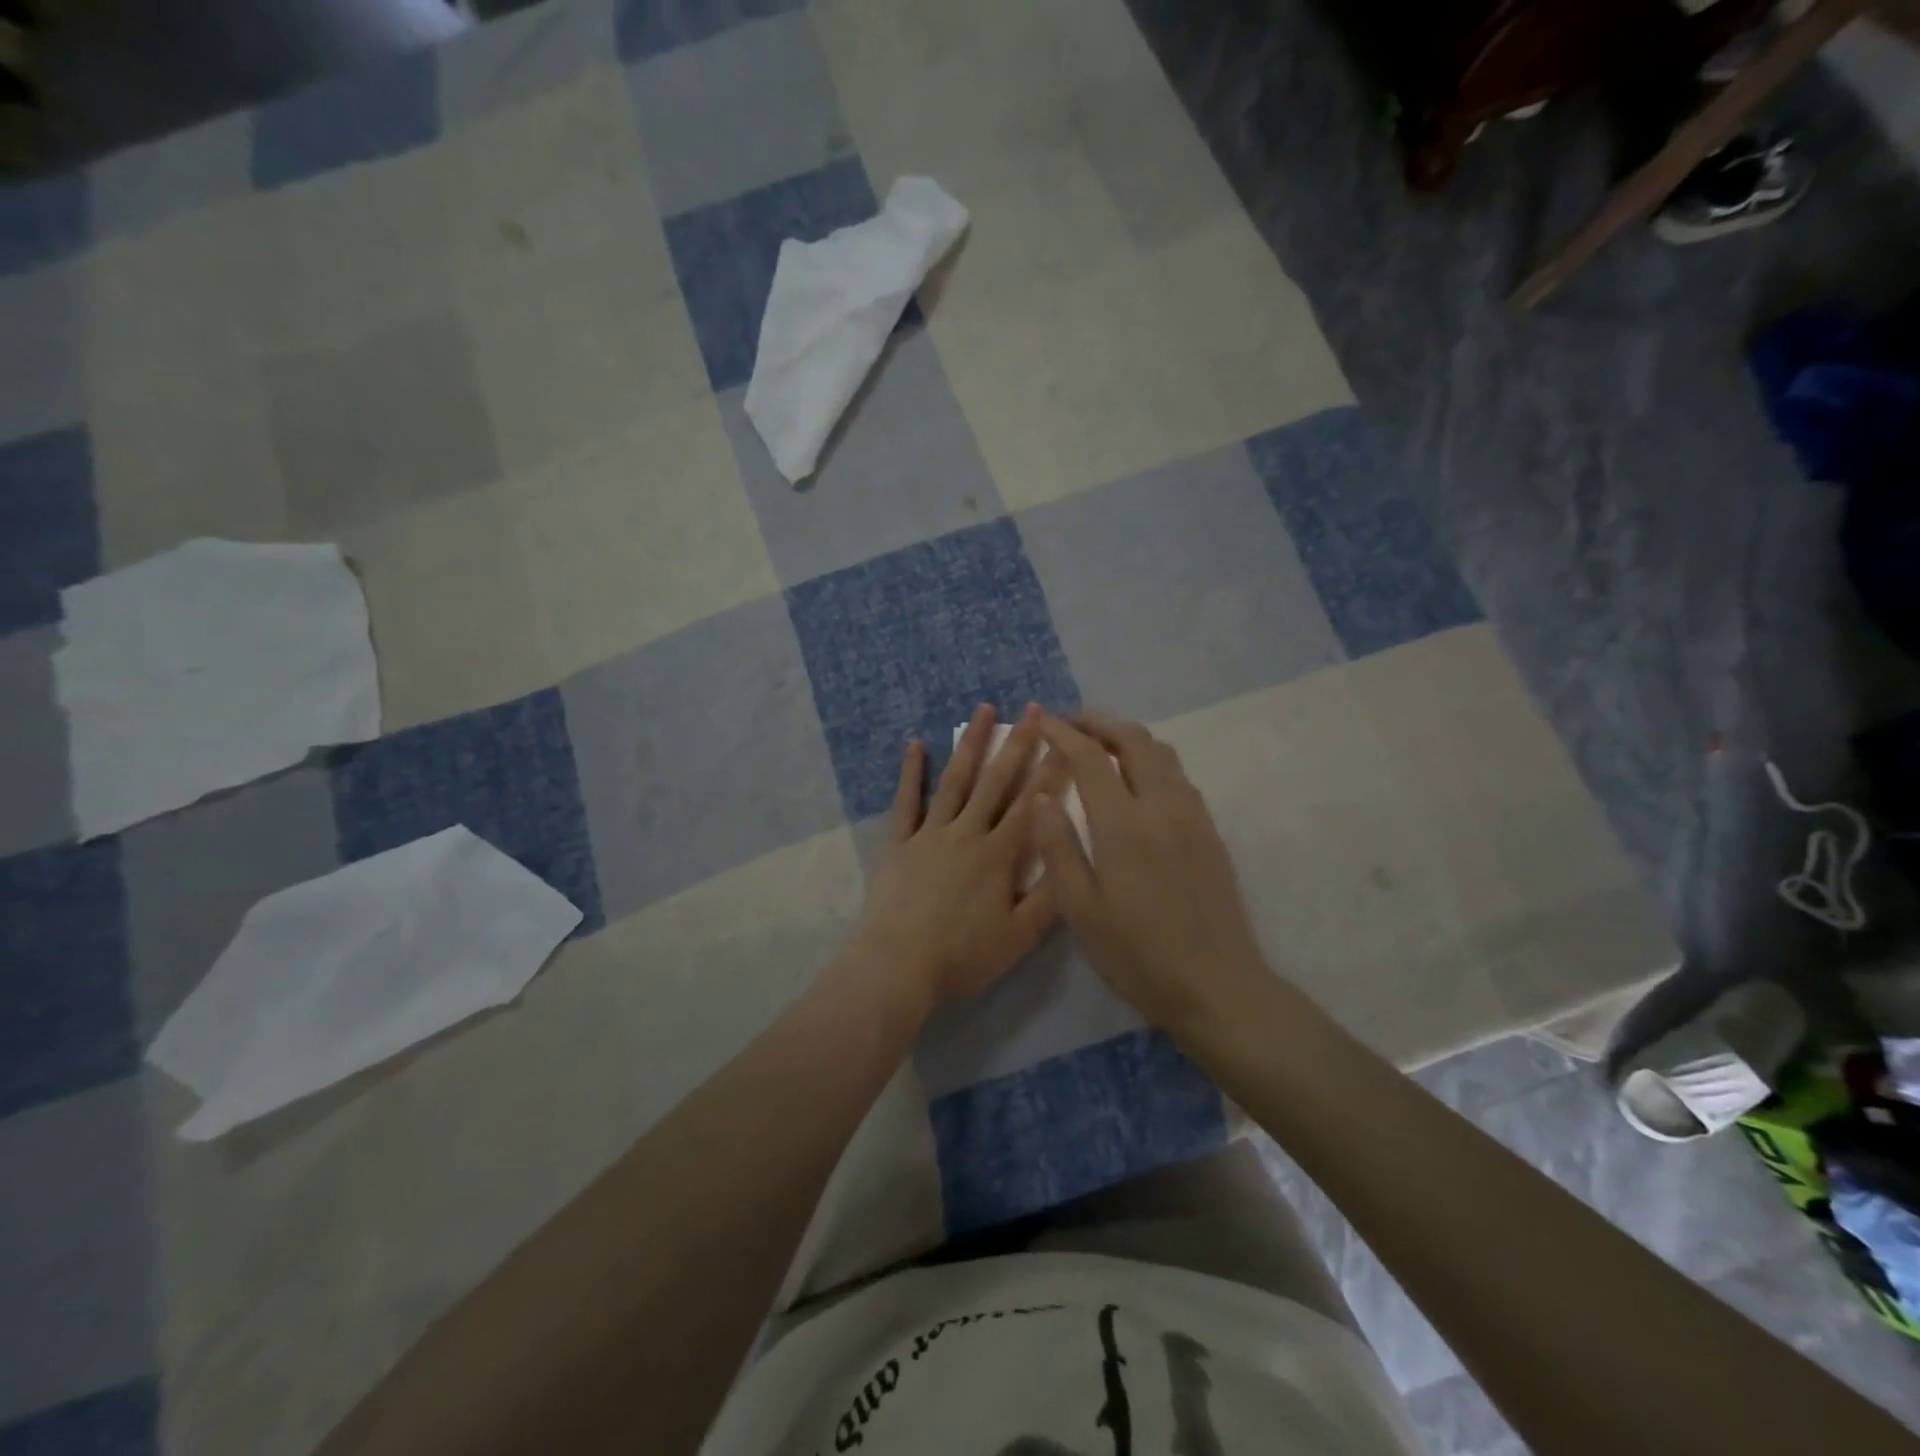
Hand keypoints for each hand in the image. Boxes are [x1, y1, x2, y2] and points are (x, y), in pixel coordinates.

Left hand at [844, 704, 1058, 1021]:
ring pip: (955, 781)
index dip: (1053, 771)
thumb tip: (1073, 856)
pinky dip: (911, 772)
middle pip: (997, 782)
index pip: (1033, 805)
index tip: (1068, 740)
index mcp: (999, 855)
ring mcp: (929, 834)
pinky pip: (906, 802)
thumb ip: (1050, 897)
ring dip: (971, 744)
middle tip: (1034, 709)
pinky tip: (915, 744)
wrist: (897, 966)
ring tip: (983, 709)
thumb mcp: (1020, 937)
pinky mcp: (898, 843)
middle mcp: (967, 833)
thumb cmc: (963, 956)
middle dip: (1018, 743)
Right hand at [1032, 711, 1269, 1037]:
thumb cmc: (1137, 954)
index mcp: (1125, 826)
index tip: (1042, 721)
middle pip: (1135, 740)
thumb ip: (1058, 847)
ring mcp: (1193, 817)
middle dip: (1099, 722)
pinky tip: (1136, 781)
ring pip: (1163, 753)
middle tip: (1070, 724)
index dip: (1064, 734)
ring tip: (1100, 745)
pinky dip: (1151, 760)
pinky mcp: (1210, 832)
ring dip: (1128, 737)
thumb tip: (1042, 796)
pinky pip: (1179, 776)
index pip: (1091, 758)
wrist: (1216, 986)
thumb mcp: (1080, 909)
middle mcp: (1164, 807)